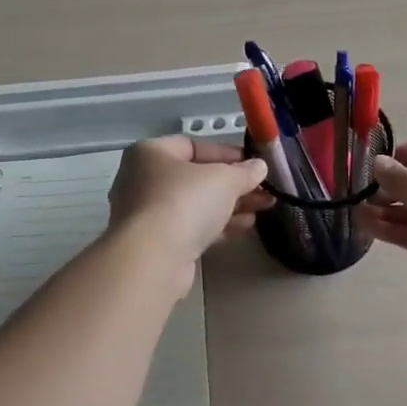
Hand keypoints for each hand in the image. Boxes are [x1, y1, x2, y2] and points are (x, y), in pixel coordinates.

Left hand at [107, 137, 272, 274]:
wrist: (153, 259)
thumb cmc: (184, 202)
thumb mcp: (224, 179)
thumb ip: (244, 171)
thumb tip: (258, 167)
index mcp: (150, 153)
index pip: (193, 146)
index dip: (226, 153)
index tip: (253, 163)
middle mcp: (142, 180)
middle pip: (196, 177)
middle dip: (233, 183)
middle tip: (264, 189)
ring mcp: (147, 214)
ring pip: (196, 204)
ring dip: (230, 205)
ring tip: (264, 206)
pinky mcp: (156, 244)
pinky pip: (192, 227)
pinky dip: (218, 225)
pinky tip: (246, 226)